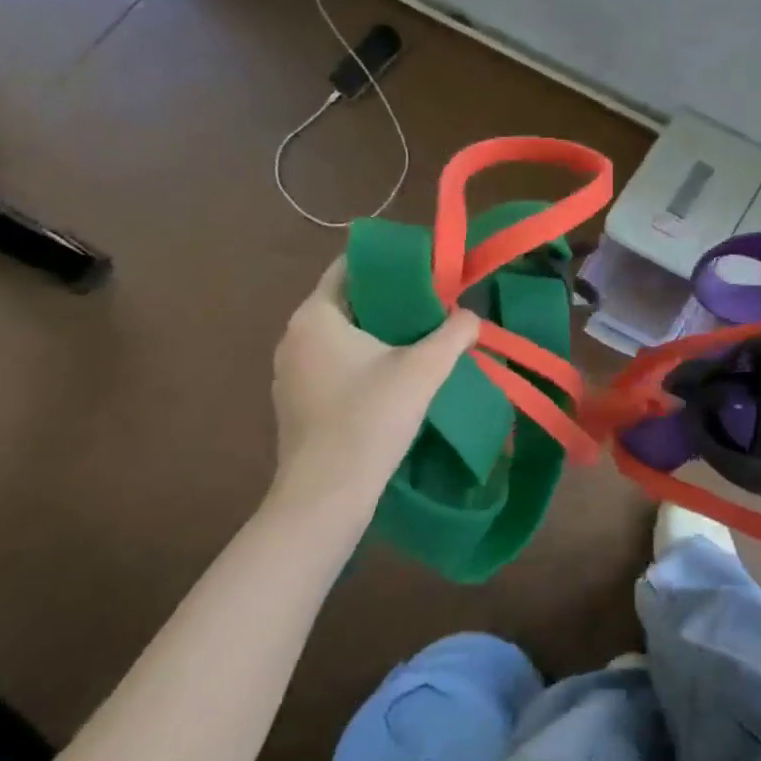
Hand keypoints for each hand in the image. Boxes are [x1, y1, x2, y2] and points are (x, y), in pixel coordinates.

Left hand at [269, 257, 479, 521]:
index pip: (348, 267)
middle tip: (433, 304)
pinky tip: (393, 379)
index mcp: (315, 316)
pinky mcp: (296, 404)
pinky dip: (361, 362)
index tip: (424, 269)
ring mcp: (290, 374)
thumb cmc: (370, 419)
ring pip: (340, 337)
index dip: (388, 263)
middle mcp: (294, 337)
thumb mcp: (424, 370)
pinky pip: (332, 366)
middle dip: (389, 300)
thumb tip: (470, 317)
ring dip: (376, 334)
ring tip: (419, 340)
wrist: (325, 497)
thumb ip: (454, 333)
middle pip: (347, 302)